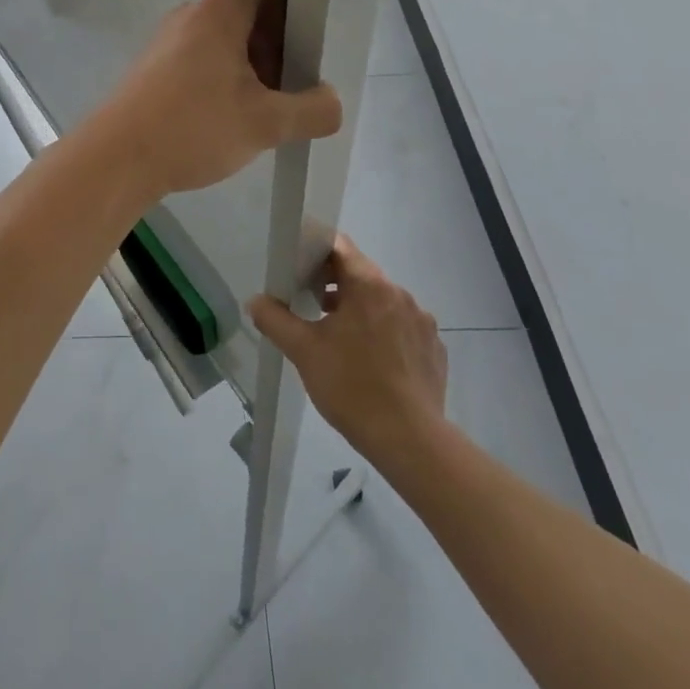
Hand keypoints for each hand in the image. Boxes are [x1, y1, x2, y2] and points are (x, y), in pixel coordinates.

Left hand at [86, 0, 343, 199]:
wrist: (116, 159)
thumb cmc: (192, 127)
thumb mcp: (265, 123)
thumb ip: (312, 110)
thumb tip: (332, 102)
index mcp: (220, 10)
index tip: (317, 27)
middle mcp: (193, 15)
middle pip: (252, 8)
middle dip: (283, 41)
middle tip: (302, 81)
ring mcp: (172, 41)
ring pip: (230, 39)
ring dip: (258, 65)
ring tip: (273, 108)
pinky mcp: (159, 67)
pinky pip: (207, 59)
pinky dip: (230, 78)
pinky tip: (238, 117)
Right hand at [249, 236, 448, 459]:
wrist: (410, 442)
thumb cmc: (352, 387)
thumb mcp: (303, 351)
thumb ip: (275, 319)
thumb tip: (256, 301)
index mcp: (369, 285)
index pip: (340, 246)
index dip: (316, 252)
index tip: (298, 270)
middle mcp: (400, 294)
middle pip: (361, 273)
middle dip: (334, 283)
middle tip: (310, 306)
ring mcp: (421, 322)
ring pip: (382, 301)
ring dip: (358, 308)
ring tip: (337, 337)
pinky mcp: (433, 349)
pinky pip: (402, 327)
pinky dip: (383, 332)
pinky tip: (370, 361)